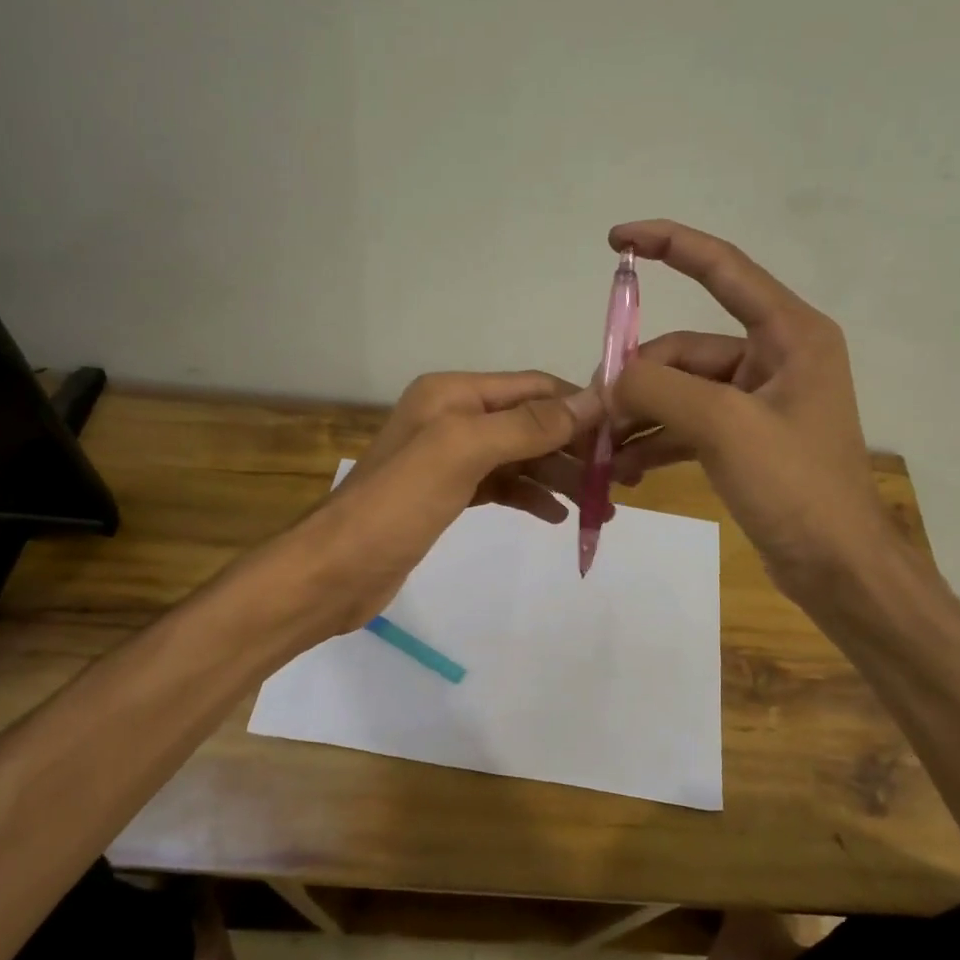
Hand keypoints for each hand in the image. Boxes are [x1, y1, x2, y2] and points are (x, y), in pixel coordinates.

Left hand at [275, 371, 603, 642]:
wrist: (335, 571)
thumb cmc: (397, 505)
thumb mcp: (463, 453)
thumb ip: (526, 425)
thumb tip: (591, 401)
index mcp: (452, 394)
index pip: (531, 388)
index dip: (577, 405)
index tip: (624, 432)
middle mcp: (452, 417)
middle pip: (529, 423)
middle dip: (574, 448)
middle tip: (620, 479)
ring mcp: (449, 458)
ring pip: (519, 457)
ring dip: (559, 476)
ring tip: (601, 505)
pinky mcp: (447, 495)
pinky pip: (502, 486)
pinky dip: (530, 496)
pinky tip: (557, 516)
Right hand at [605, 220, 893, 603]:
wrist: (837, 568)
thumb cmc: (796, 486)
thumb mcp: (725, 427)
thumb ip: (660, 389)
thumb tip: (610, 381)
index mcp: (788, 334)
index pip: (723, 268)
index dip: (670, 244)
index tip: (616, 239)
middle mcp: (774, 357)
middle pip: (684, 349)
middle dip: (636, 379)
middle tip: (595, 416)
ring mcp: (757, 401)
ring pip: (679, 390)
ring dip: (639, 416)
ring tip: (601, 450)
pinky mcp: (744, 438)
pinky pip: (687, 424)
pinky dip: (656, 442)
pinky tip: (624, 470)